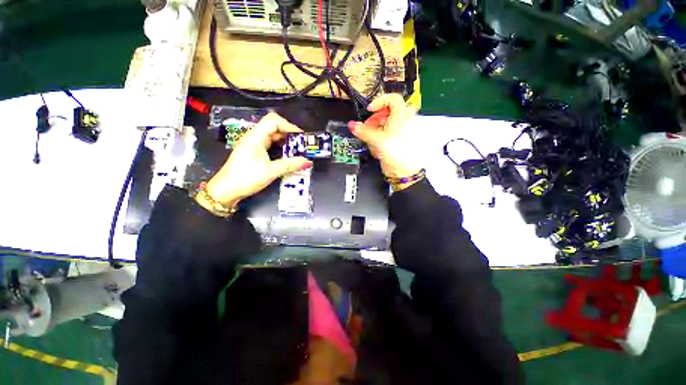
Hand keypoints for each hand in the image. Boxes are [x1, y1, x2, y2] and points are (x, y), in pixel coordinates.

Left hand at [203, 113, 311, 207]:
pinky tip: (286, 154)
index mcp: (256, 137)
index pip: (274, 121)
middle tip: (301, 144)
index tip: (301, 137)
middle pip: (273, 125)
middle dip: (289, 133)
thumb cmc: (247, 178)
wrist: (226, 190)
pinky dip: (279, 146)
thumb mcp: (271, 171)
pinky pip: (269, 143)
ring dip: (285, 140)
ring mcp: (253, 144)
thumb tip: (308, 161)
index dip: (289, 126)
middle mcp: (254, 136)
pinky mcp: (253, 151)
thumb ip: (290, 165)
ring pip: (271, 135)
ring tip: (297, 149)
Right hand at [348, 94, 420, 180]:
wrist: (405, 172)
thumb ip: (364, 131)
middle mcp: (404, 121)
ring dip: (376, 133)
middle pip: (386, 113)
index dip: (379, 102)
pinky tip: (378, 149)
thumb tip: (352, 125)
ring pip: (385, 126)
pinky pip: (386, 135)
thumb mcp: (378, 141)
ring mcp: (401, 132)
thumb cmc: (397, 154)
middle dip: (375, 121)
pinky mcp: (398, 141)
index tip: (370, 110)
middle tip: (368, 129)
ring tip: (373, 144)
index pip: (393, 99)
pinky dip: (380, 140)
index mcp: (403, 116)